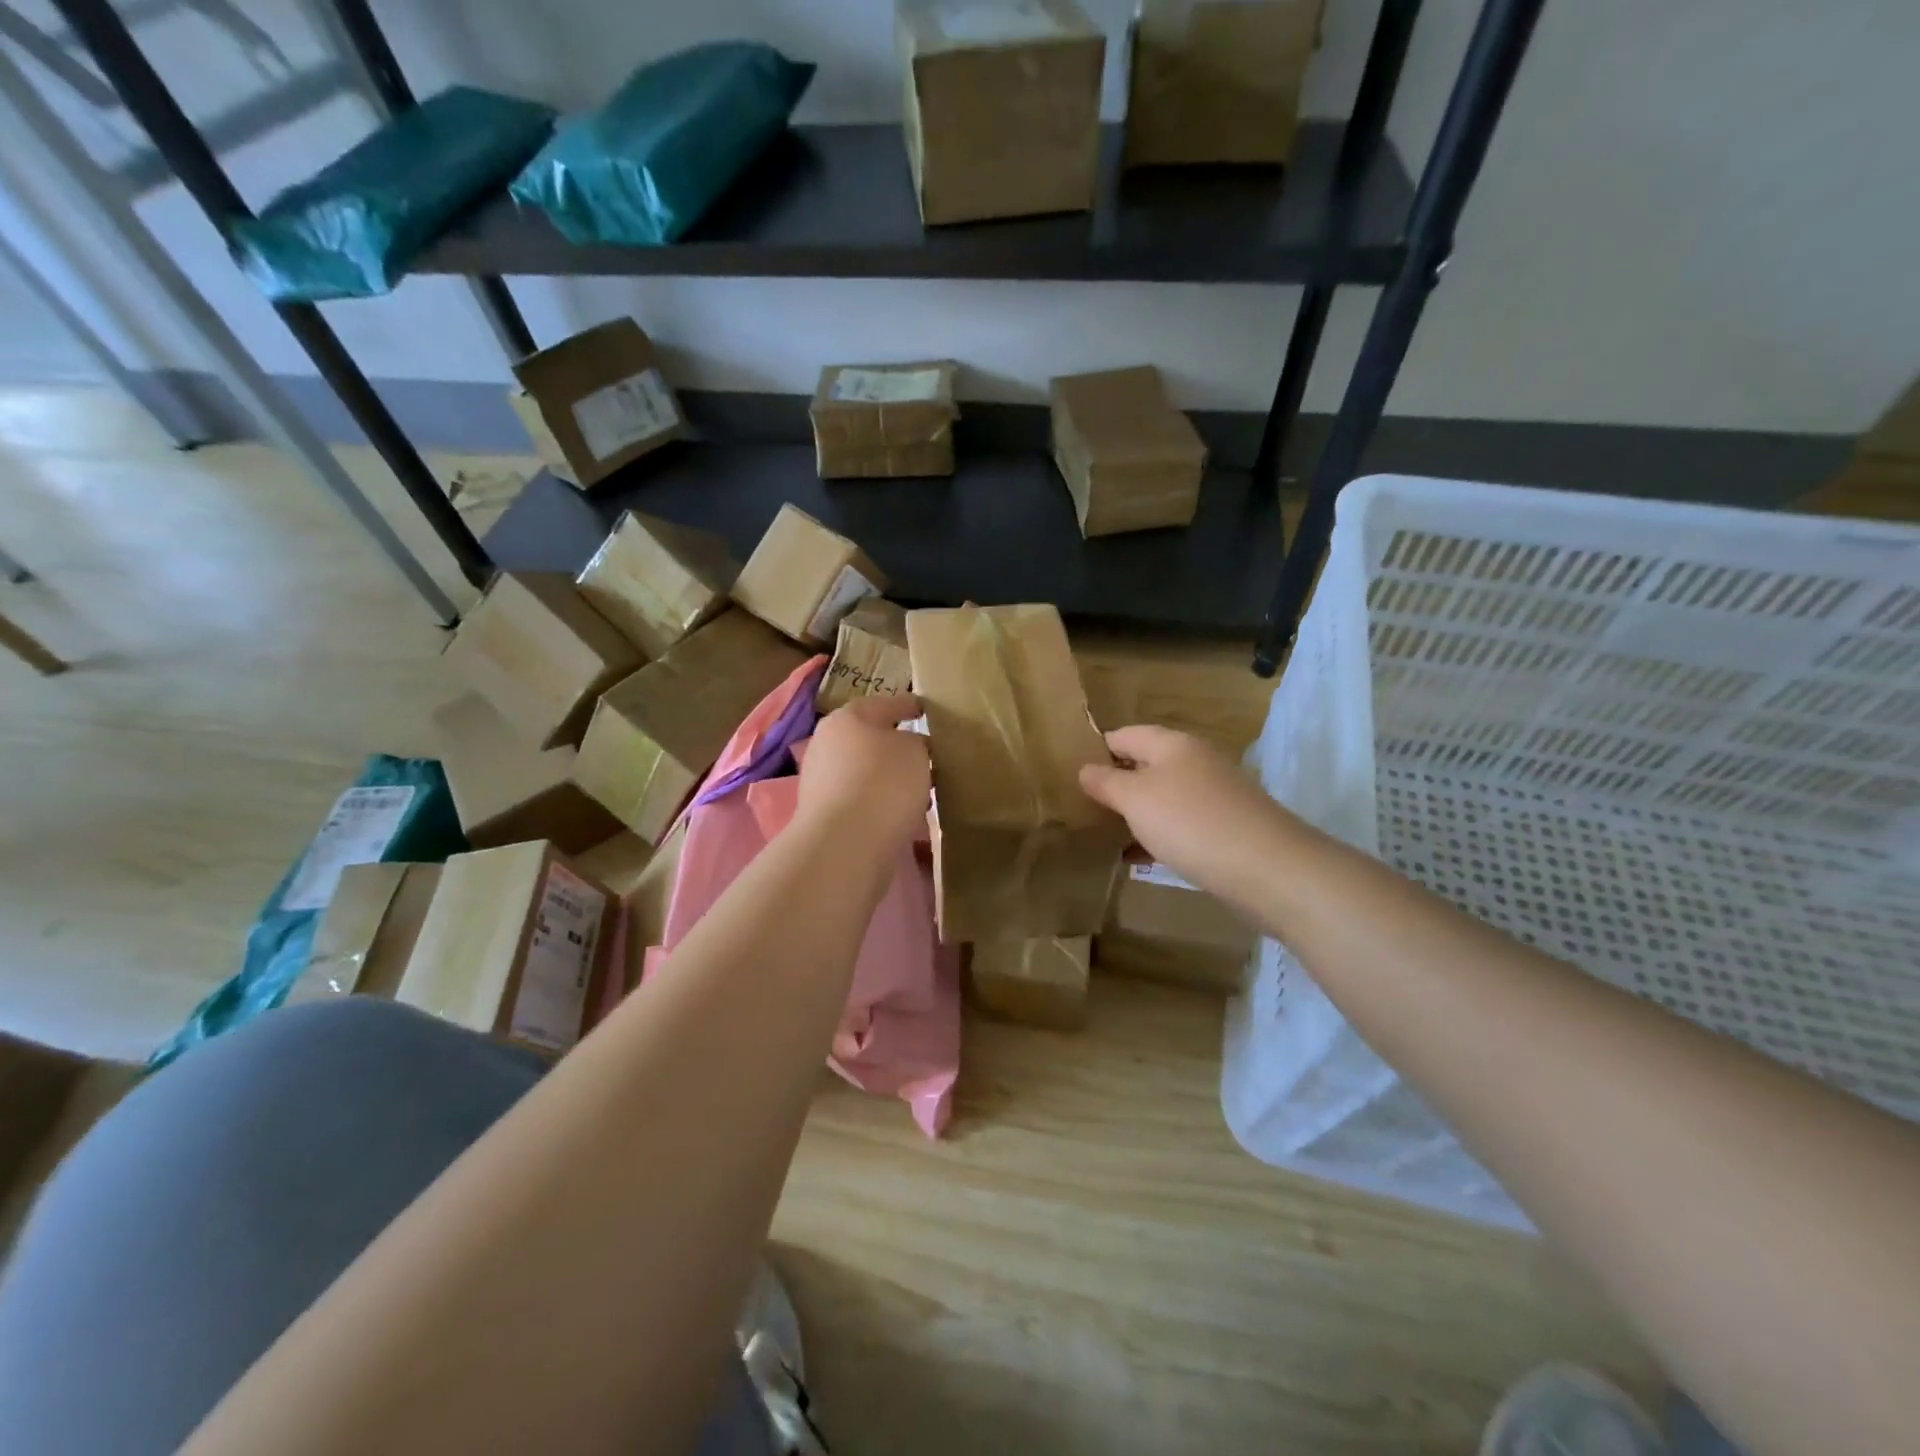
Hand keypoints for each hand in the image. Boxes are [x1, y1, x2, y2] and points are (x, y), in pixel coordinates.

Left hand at [799, 693, 930, 850]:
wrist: (846, 844)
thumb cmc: (884, 783)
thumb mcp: (916, 751)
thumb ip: (917, 743)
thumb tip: (910, 748)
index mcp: (848, 717)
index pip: (885, 704)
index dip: (908, 705)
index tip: (926, 710)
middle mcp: (826, 743)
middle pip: (869, 739)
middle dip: (897, 746)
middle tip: (926, 754)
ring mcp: (820, 781)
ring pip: (864, 771)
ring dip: (889, 777)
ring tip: (920, 789)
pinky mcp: (824, 815)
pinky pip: (861, 799)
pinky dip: (880, 802)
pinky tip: (901, 813)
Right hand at [1079, 726, 1285, 896]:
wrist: (1267, 868)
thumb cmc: (1190, 823)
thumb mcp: (1135, 799)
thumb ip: (1106, 782)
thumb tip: (1085, 769)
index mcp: (1171, 744)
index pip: (1123, 735)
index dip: (1095, 751)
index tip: (1068, 775)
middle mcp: (1194, 762)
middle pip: (1144, 765)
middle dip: (1114, 785)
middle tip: (1080, 808)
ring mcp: (1213, 795)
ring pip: (1162, 798)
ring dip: (1134, 814)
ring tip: (1101, 835)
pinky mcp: (1224, 827)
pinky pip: (1180, 825)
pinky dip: (1157, 837)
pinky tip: (1137, 859)